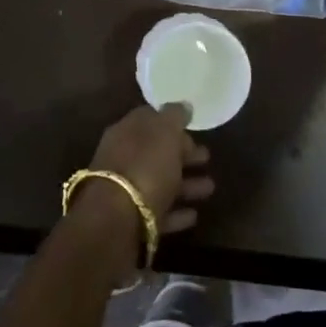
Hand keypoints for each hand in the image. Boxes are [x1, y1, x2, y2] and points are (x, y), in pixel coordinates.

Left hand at [80, 102, 214, 241]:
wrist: (116, 218)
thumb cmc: (145, 164)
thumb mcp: (165, 131)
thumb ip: (175, 116)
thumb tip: (183, 105)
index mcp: (127, 131)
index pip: (150, 119)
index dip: (173, 123)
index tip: (194, 128)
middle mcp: (122, 157)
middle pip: (156, 152)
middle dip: (182, 154)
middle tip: (207, 157)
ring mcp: (124, 190)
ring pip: (160, 182)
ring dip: (185, 184)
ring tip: (210, 188)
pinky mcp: (130, 221)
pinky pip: (157, 212)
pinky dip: (176, 212)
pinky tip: (194, 215)